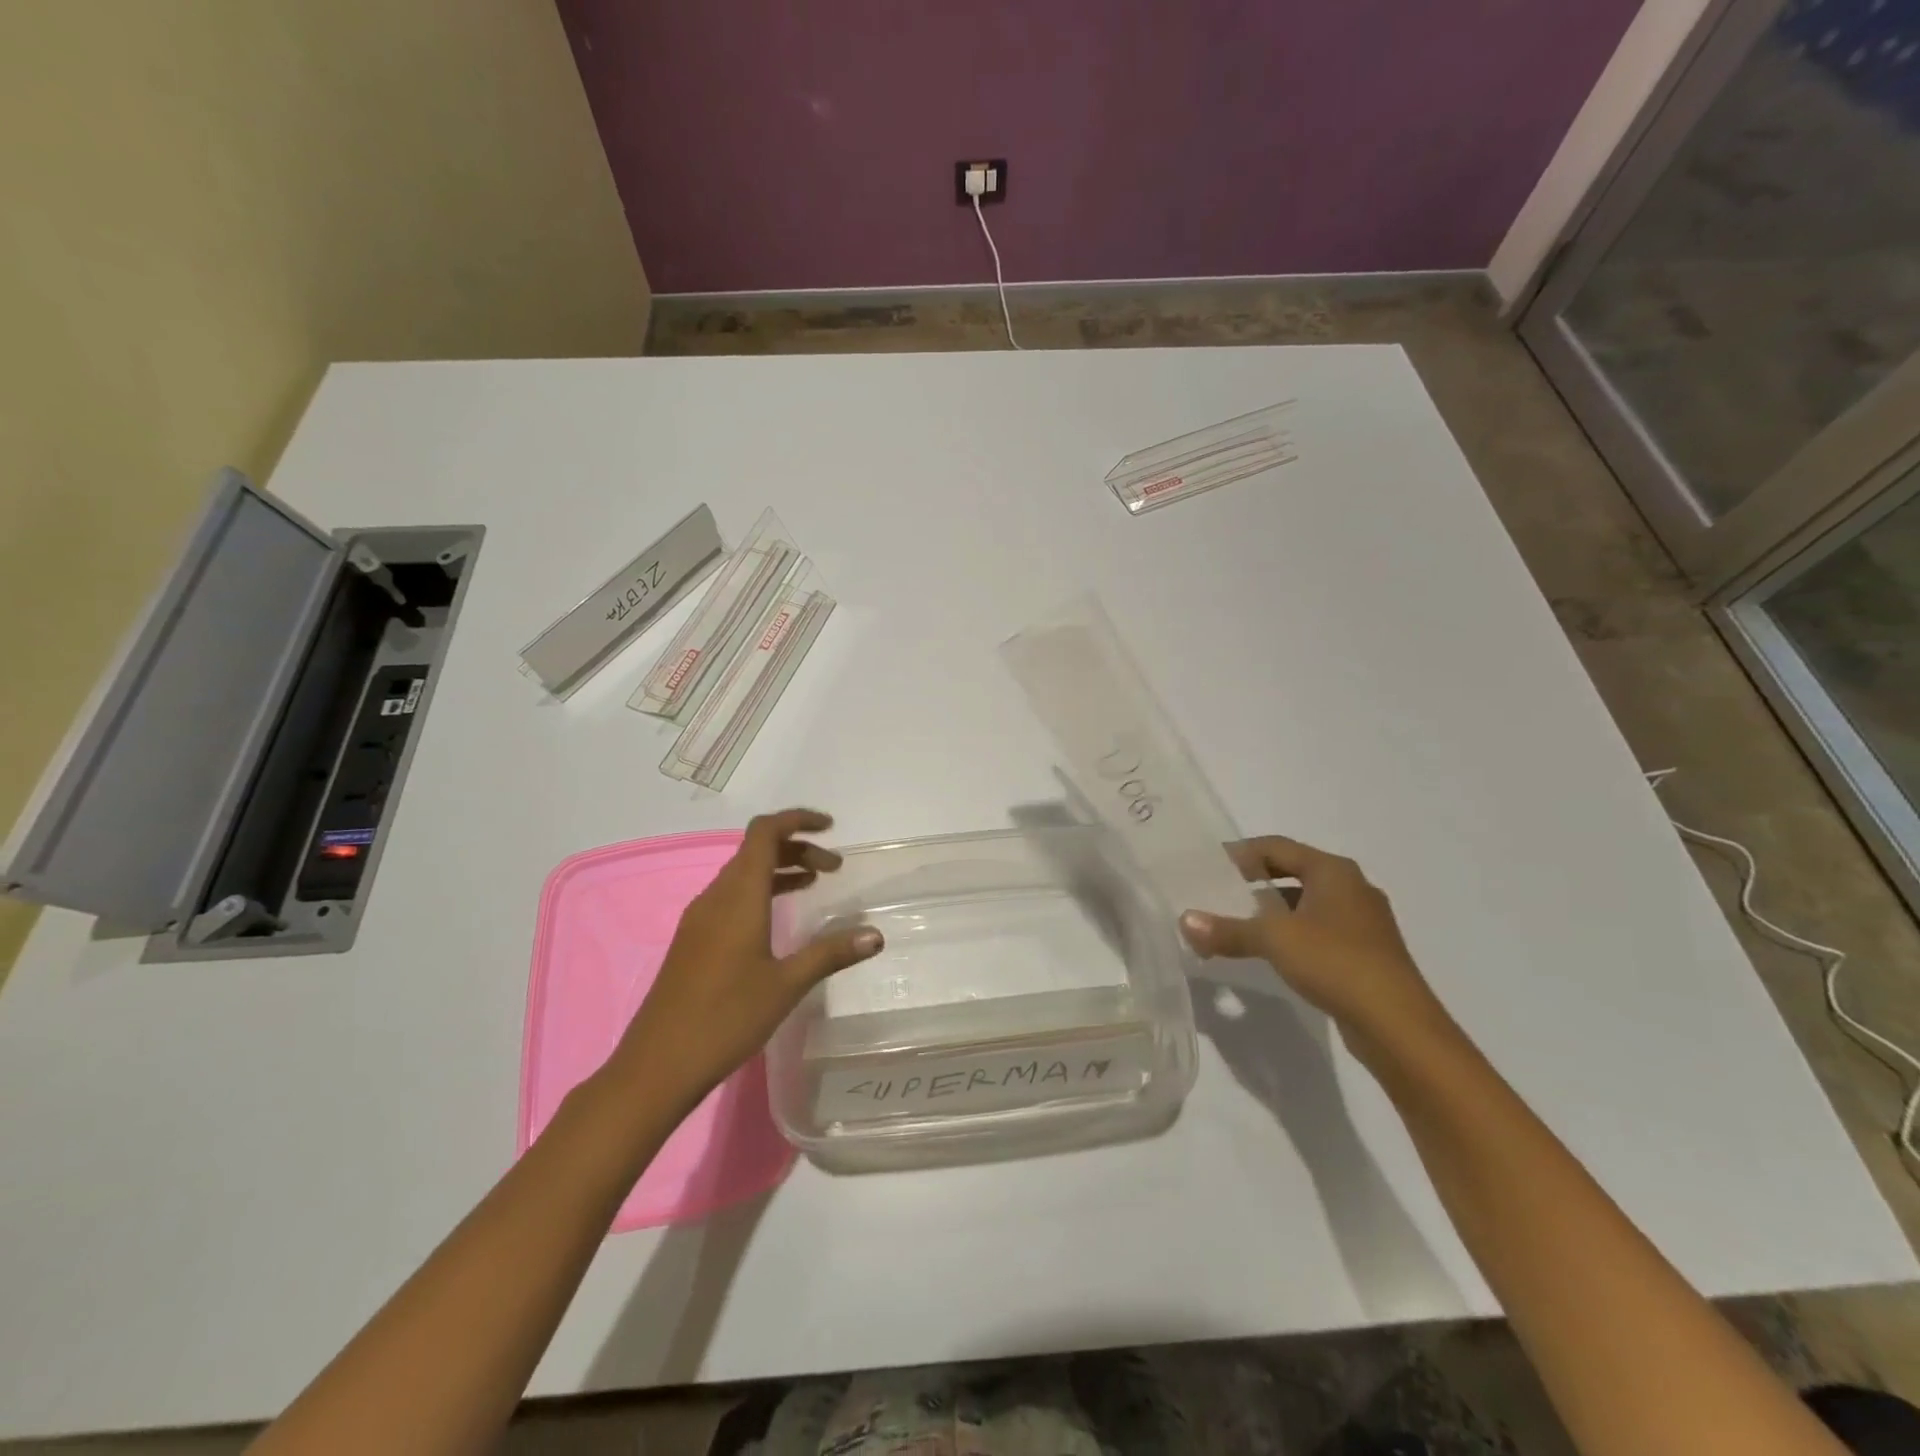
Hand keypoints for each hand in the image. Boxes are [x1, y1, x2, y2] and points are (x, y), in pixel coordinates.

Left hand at [613, 810, 881, 1111]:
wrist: (656, 1066)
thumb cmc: (725, 1018)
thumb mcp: (786, 985)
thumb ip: (831, 953)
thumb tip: (876, 935)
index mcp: (738, 896)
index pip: (764, 833)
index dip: (797, 820)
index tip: (831, 828)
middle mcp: (715, 897)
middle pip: (756, 850)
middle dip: (797, 848)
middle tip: (834, 869)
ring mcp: (700, 919)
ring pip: (743, 874)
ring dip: (780, 870)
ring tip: (814, 884)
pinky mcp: (694, 940)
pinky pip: (732, 898)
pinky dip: (761, 892)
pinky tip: (778, 920)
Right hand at [1178, 836, 1450, 1053]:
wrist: (1398, 1025)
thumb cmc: (1336, 962)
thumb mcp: (1274, 940)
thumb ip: (1228, 929)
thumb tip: (1185, 921)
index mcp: (1332, 870)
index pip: (1276, 847)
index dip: (1240, 853)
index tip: (1208, 866)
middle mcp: (1351, 887)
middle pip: (1292, 872)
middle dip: (1254, 881)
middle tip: (1217, 893)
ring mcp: (1362, 921)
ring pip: (1306, 903)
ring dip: (1272, 911)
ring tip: (1236, 923)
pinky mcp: (1366, 952)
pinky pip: (1318, 929)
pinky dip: (1291, 933)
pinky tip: (1271, 952)